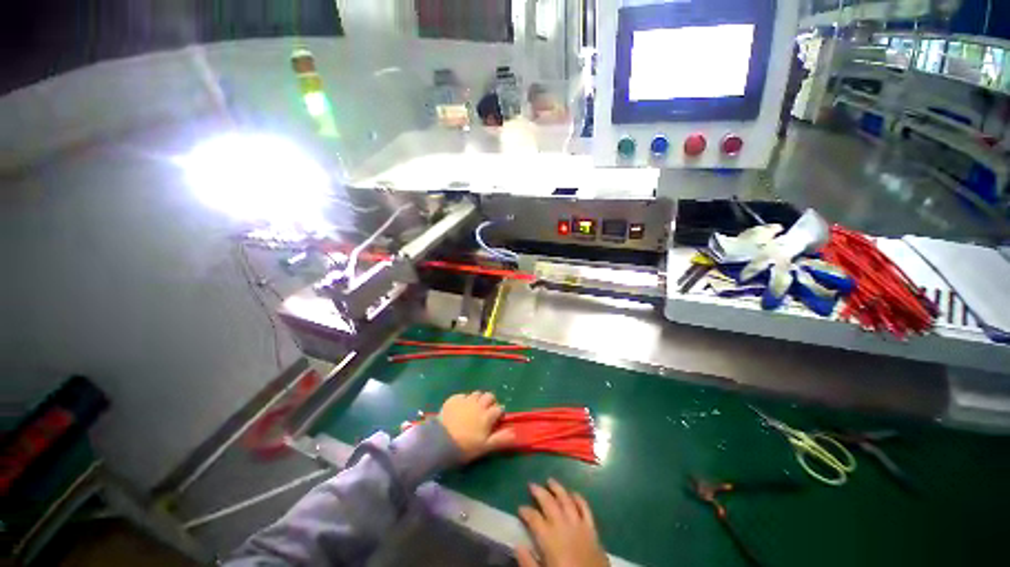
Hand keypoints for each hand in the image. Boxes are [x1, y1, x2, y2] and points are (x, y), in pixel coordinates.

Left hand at [438, 391, 514, 461]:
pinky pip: (463, 395)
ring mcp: (466, 400)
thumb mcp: (484, 446)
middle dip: (490, 401)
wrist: (440, 441)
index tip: (497, 419)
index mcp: (487, 415)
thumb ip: (501, 439)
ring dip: (478, 399)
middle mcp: (478, 404)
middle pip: (489, 396)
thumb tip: (515, 434)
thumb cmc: (465, 446)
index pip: (499, 409)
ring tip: (474, 408)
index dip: (499, 413)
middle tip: (486, 411)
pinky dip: (464, 400)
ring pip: (476, 394)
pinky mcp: (454, 399)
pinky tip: (461, 408)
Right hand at [516, 479, 608, 566]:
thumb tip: (517, 546)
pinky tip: (573, 493)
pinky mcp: (592, 529)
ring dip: (557, 488)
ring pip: (566, 499)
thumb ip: (528, 562)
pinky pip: (585, 508)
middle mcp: (563, 525)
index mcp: (549, 538)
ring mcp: (579, 525)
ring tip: (550, 480)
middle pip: (549, 502)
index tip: (520, 508)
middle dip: (539, 491)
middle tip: (531, 484)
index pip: (533, 518)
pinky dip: (578, 498)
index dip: (525, 511)